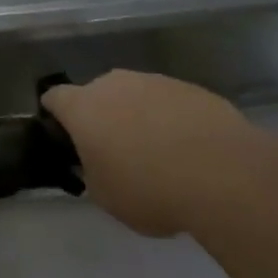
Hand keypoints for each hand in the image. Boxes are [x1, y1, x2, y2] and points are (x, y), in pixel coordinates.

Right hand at [43, 71, 254, 237]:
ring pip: (135, 96)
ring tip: (158, 155)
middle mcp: (114, 84)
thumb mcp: (106, 197)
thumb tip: (97, 163)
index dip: (55, 116)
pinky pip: (169, 103)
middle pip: (97, 94)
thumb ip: (92, 173)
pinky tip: (189, 151)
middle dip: (101, 118)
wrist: (223, 173)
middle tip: (115, 153)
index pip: (54, 98)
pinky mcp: (190, 87)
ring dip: (138, 117)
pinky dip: (171, 121)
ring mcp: (154, 81)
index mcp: (83, 107)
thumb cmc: (150, 189)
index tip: (64, 137)